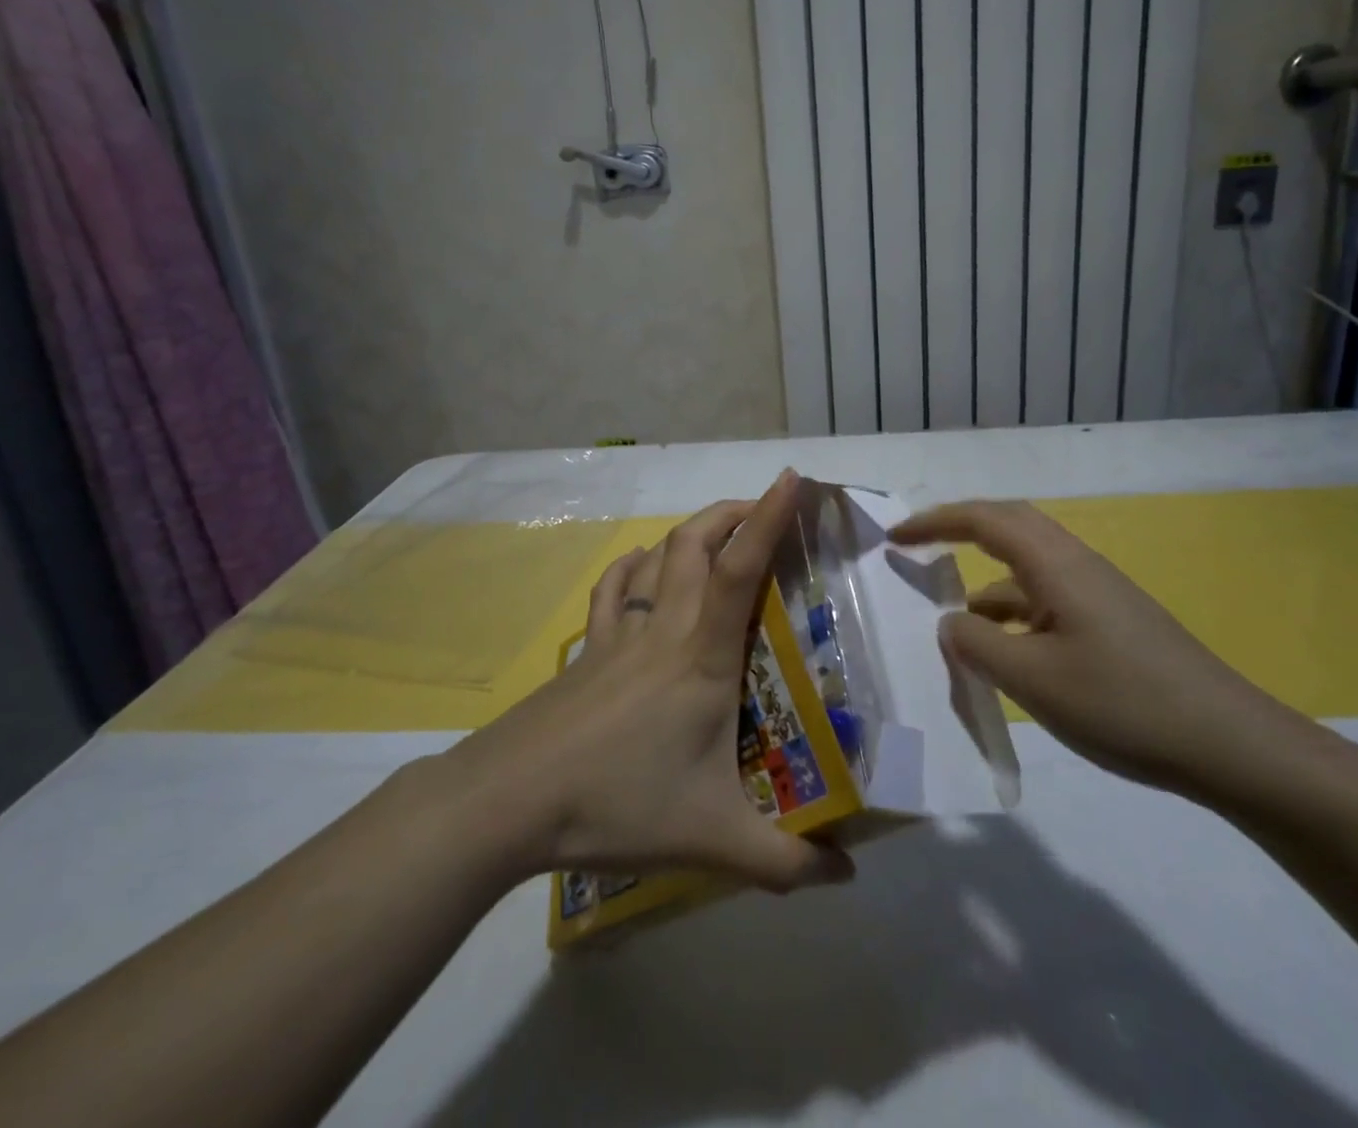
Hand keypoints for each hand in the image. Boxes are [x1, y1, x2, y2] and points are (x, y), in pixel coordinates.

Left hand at [448, 470, 853, 892]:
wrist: (509, 801)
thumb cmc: (617, 804)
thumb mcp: (713, 840)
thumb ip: (785, 863)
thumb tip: (847, 878)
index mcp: (702, 658)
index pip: (741, 570)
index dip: (768, 519)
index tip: (792, 479)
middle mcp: (664, 631)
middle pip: (695, 543)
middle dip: (732, 512)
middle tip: (764, 509)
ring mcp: (618, 636)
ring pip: (657, 557)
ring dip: (690, 531)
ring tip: (717, 532)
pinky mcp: (585, 651)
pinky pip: (612, 590)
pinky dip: (633, 565)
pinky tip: (642, 565)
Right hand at [890, 501, 1313, 800]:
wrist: (1230, 744)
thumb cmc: (1123, 703)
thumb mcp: (1032, 678)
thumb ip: (976, 644)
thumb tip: (951, 622)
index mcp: (1056, 565)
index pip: (983, 521)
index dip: (934, 523)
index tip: (895, 539)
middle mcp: (1077, 565)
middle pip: (1008, 526)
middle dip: (958, 530)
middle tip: (917, 548)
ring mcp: (1098, 594)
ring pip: (1027, 567)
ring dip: (985, 578)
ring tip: (952, 616)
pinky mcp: (1112, 622)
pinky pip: (1047, 598)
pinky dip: (1012, 610)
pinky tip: (1004, 650)